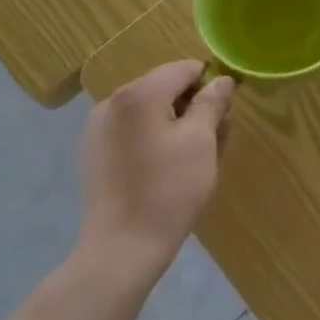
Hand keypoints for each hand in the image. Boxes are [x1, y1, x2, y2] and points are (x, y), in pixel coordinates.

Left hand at [80, 60, 233, 280]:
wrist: (120, 251)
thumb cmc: (168, 192)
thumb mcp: (201, 142)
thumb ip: (212, 103)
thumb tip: (222, 80)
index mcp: (139, 94)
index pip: (185, 69)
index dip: (210, 86)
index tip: (223, 116)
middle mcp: (113, 101)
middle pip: (166, 87)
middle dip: (193, 107)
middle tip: (214, 141)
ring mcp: (99, 127)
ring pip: (150, 110)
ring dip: (175, 123)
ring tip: (192, 159)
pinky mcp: (95, 151)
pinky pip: (133, 129)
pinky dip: (154, 138)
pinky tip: (165, 168)